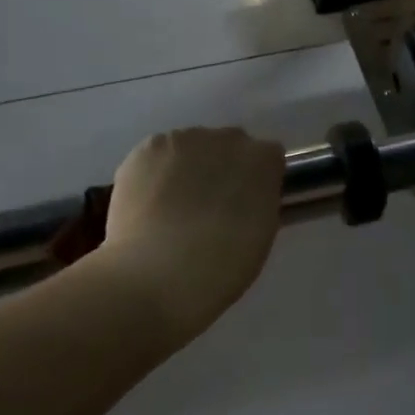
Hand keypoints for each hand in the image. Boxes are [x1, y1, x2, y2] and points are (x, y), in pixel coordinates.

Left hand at [90, 127, 286, 338]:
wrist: (156, 276)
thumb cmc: (222, 267)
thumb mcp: (262, 234)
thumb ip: (260, 201)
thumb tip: (247, 196)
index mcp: (264, 160)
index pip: (268, 157)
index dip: (257, 180)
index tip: (247, 203)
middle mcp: (228, 139)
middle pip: (230, 145)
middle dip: (223, 167)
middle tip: (210, 205)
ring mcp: (185, 140)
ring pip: (191, 147)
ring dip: (188, 167)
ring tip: (172, 207)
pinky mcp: (146, 149)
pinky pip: (158, 155)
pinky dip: (155, 173)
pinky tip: (149, 203)